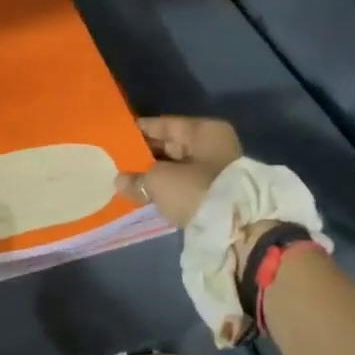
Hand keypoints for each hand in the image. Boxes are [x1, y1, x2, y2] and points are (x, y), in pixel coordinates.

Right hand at [115, 116, 242, 229]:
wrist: (238, 230)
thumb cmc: (197, 190)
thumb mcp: (159, 181)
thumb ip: (136, 178)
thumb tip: (119, 180)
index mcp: (204, 130)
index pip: (164, 124)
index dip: (138, 131)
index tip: (116, 137)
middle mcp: (213, 145)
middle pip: (171, 145)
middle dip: (145, 154)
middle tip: (117, 160)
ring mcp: (217, 170)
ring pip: (177, 166)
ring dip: (155, 173)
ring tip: (127, 179)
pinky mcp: (216, 193)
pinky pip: (184, 184)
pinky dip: (167, 187)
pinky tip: (146, 192)